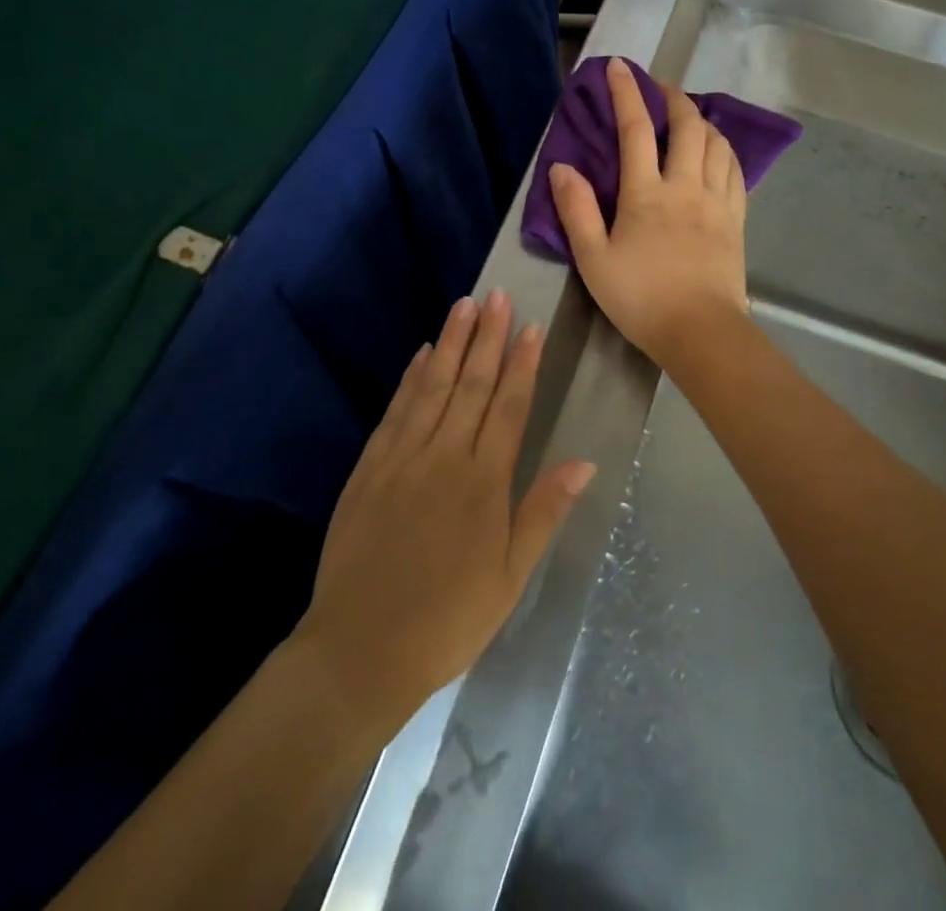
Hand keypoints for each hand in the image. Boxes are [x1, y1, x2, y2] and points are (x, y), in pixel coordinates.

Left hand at [293, 291, 594, 725]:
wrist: (361, 649)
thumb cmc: (448, 619)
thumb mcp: (509, 577)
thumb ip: (543, 512)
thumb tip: (584, 462)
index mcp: (485, 483)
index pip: (509, 407)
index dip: (522, 364)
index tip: (531, 327)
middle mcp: (445, 457)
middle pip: (472, 385)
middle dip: (488, 338)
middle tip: (498, 296)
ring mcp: (403, 457)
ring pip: (434, 387)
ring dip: (451, 344)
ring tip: (464, 306)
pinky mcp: (370, 467)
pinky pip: (396, 410)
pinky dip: (411, 378)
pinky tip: (422, 354)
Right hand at [548, 56, 749, 366]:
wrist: (700, 333)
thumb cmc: (640, 298)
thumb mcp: (593, 259)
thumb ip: (576, 210)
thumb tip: (562, 167)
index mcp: (646, 193)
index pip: (636, 129)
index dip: (626, 93)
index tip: (619, 66)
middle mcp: (686, 186)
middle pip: (687, 126)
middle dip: (673, 97)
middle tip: (659, 87)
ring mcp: (717, 201)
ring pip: (717, 143)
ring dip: (702, 120)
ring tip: (689, 116)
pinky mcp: (736, 220)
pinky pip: (736, 171)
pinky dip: (725, 150)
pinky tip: (717, 152)